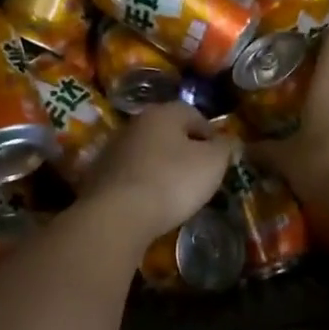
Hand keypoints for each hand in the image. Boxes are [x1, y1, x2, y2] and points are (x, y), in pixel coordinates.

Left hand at [76, 101, 232, 248]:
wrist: (117, 215)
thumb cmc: (172, 181)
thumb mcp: (213, 163)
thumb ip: (226, 147)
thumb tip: (229, 140)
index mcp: (163, 113)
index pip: (194, 115)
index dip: (212, 136)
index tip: (220, 160)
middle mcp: (135, 123)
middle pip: (168, 133)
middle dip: (186, 151)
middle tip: (200, 177)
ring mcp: (113, 149)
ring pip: (148, 154)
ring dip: (162, 168)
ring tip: (176, 194)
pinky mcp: (99, 176)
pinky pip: (131, 175)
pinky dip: (143, 185)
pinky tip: (151, 204)